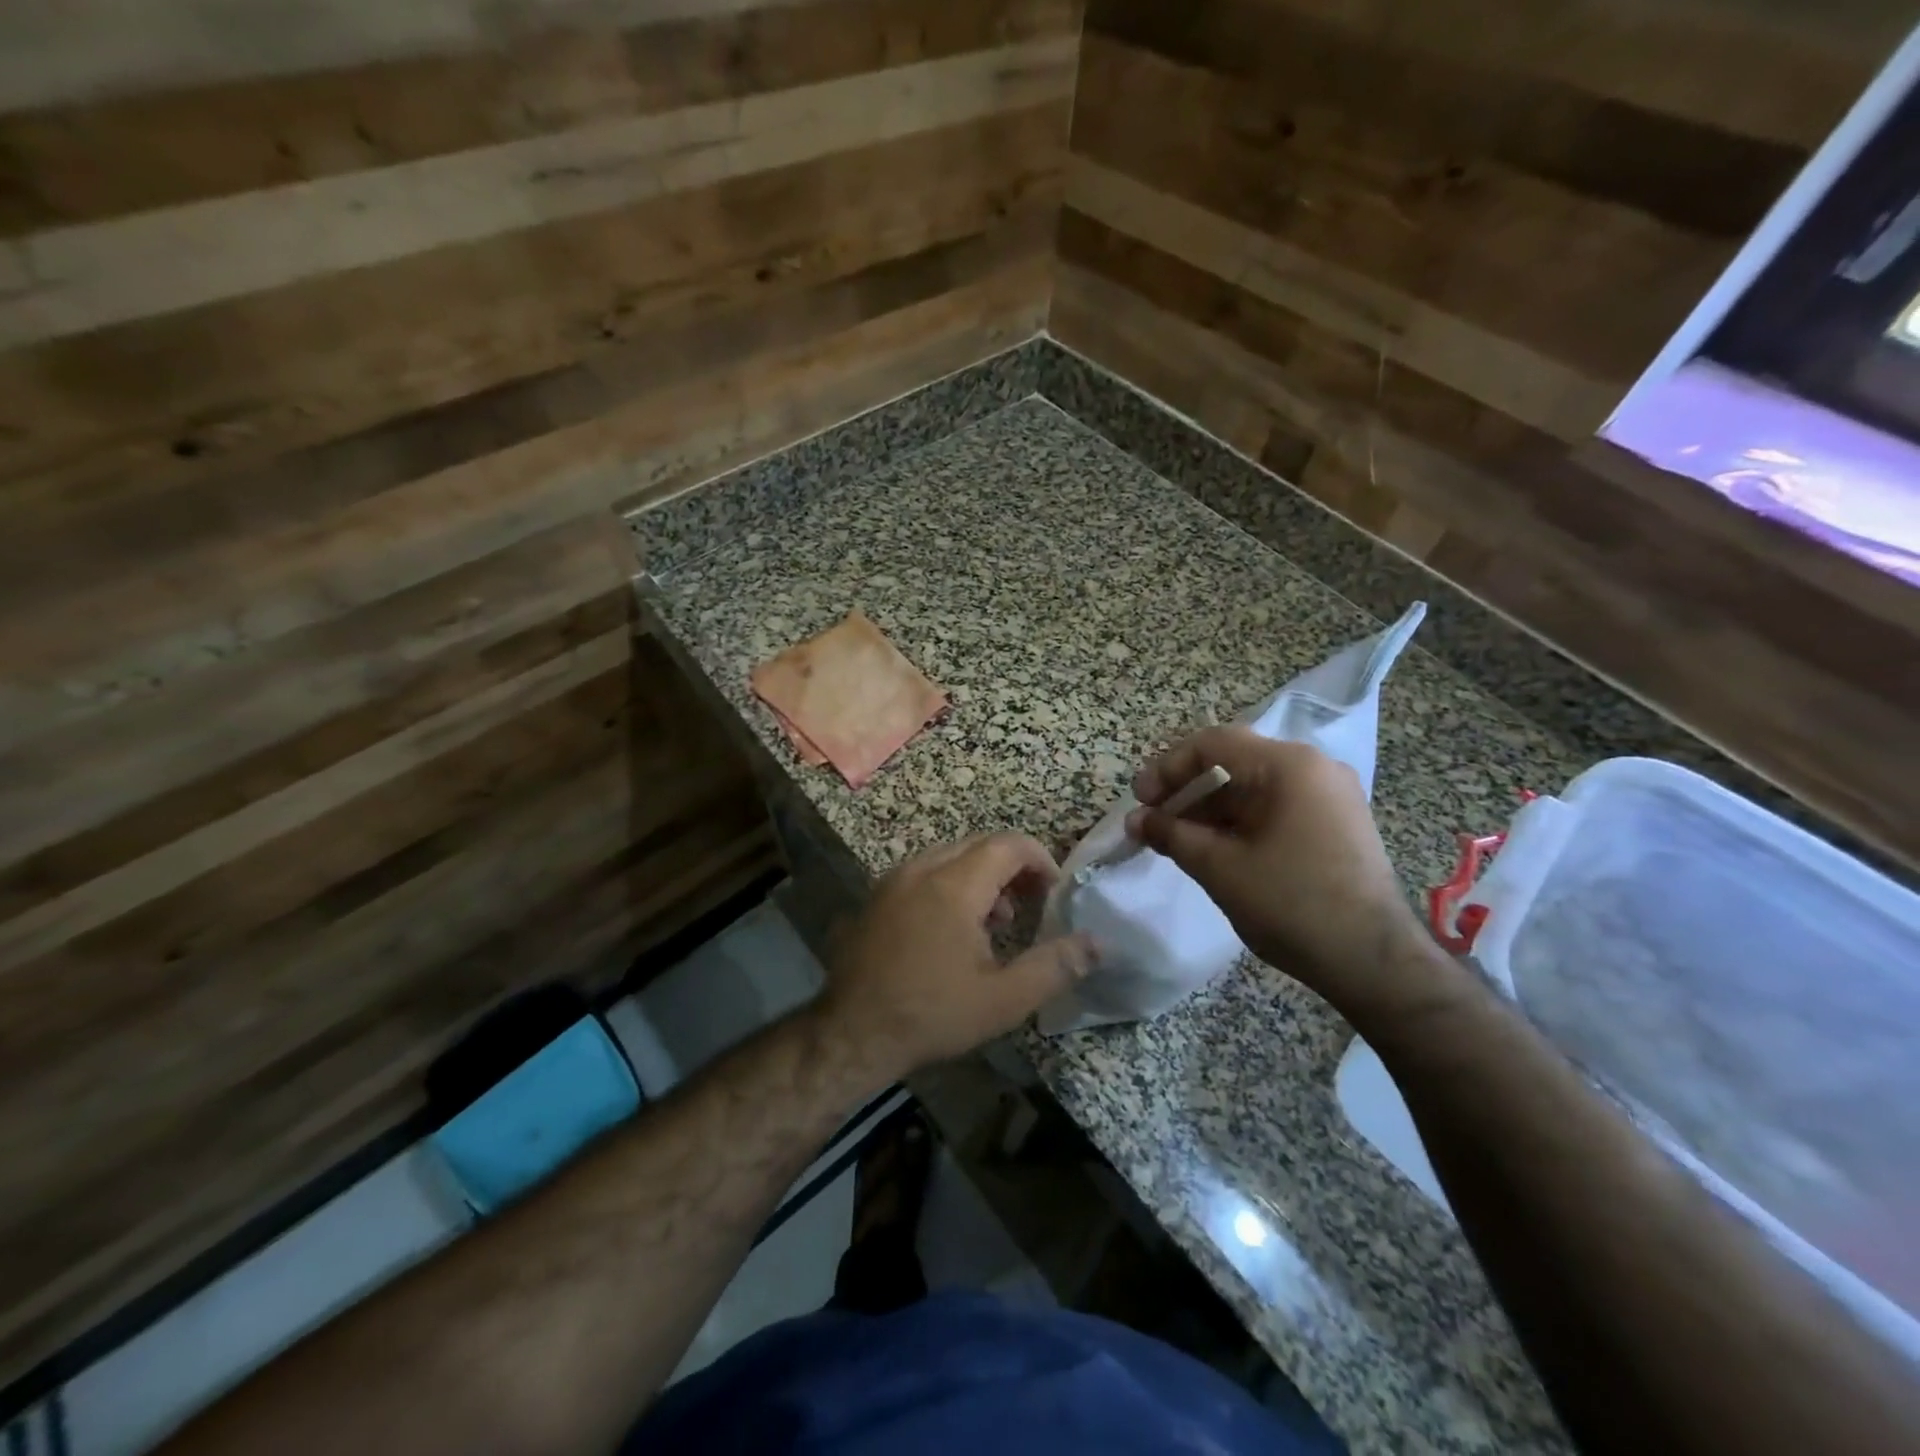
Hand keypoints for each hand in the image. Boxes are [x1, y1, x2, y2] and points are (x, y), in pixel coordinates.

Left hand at [814, 833, 1094, 1085]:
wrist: (852, 1033)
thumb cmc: (932, 1014)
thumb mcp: (1003, 999)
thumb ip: (1054, 966)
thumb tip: (1097, 943)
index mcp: (954, 885)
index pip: (1007, 845)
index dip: (1039, 858)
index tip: (1055, 889)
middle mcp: (921, 870)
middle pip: (977, 845)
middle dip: (1012, 866)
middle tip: (1030, 903)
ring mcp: (892, 881)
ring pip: (948, 857)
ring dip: (980, 876)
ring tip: (996, 921)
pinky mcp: (875, 897)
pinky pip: (923, 873)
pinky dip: (949, 884)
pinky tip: (952, 929)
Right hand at [1125, 727, 1432, 1016]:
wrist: (1374, 962)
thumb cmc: (1291, 904)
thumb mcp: (1219, 867)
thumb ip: (1171, 834)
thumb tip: (1136, 821)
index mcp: (1288, 765)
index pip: (1212, 744)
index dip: (1167, 768)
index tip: (1139, 801)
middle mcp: (1314, 768)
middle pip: (1234, 763)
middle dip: (1186, 791)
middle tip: (1152, 821)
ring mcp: (1330, 796)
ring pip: (1254, 788)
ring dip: (1210, 810)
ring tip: (1176, 840)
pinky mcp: (1337, 824)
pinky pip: (1276, 807)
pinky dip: (1240, 822)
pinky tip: (1215, 849)